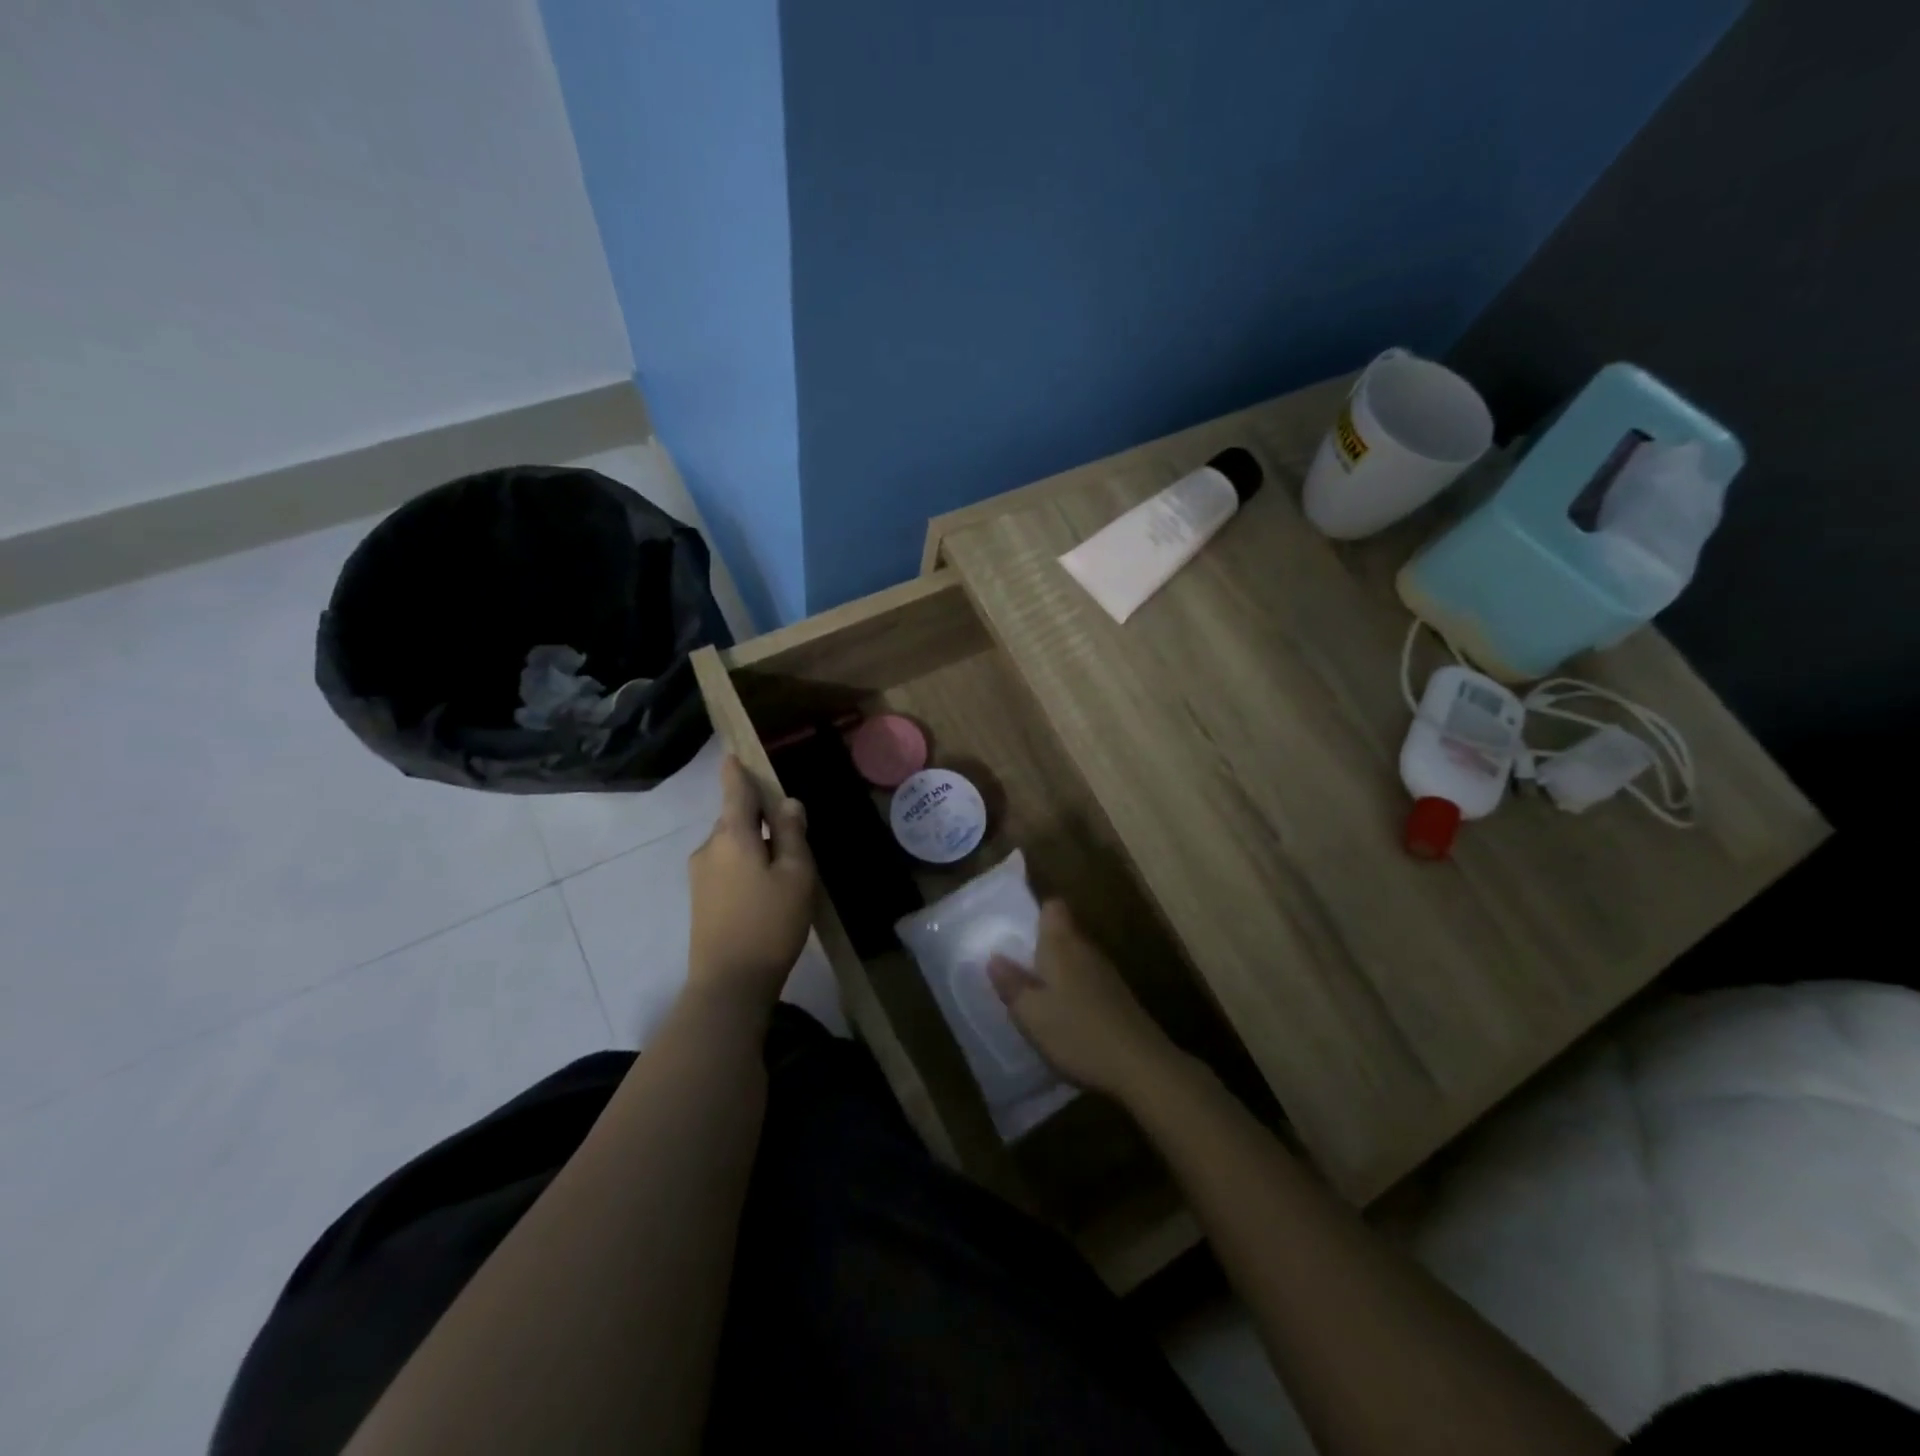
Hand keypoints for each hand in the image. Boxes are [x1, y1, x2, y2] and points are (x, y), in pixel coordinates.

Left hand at [686, 756, 815, 1009]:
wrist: (729, 984)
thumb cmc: (770, 923)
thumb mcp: (796, 875)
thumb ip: (791, 834)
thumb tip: (787, 803)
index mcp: (733, 835)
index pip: (735, 791)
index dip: (737, 771)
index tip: (734, 753)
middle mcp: (709, 848)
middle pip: (735, 819)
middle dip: (758, 818)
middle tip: (792, 835)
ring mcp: (700, 875)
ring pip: (732, 845)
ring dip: (754, 846)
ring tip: (784, 872)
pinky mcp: (700, 899)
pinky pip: (726, 866)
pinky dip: (746, 866)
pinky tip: (766, 892)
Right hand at [988, 900, 1179, 1097]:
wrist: (1141, 1066)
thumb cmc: (1077, 1033)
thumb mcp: (1031, 1013)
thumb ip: (1011, 984)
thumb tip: (994, 957)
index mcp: (1062, 944)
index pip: (1053, 907)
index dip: (1036, 913)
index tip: (1017, 931)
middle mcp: (1086, 949)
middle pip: (1063, 932)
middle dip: (1041, 946)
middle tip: (1016, 967)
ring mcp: (1106, 973)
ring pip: (1075, 958)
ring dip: (1057, 971)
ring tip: (1035, 995)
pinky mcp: (1118, 997)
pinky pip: (1087, 981)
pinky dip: (1073, 991)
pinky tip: (1064, 1017)